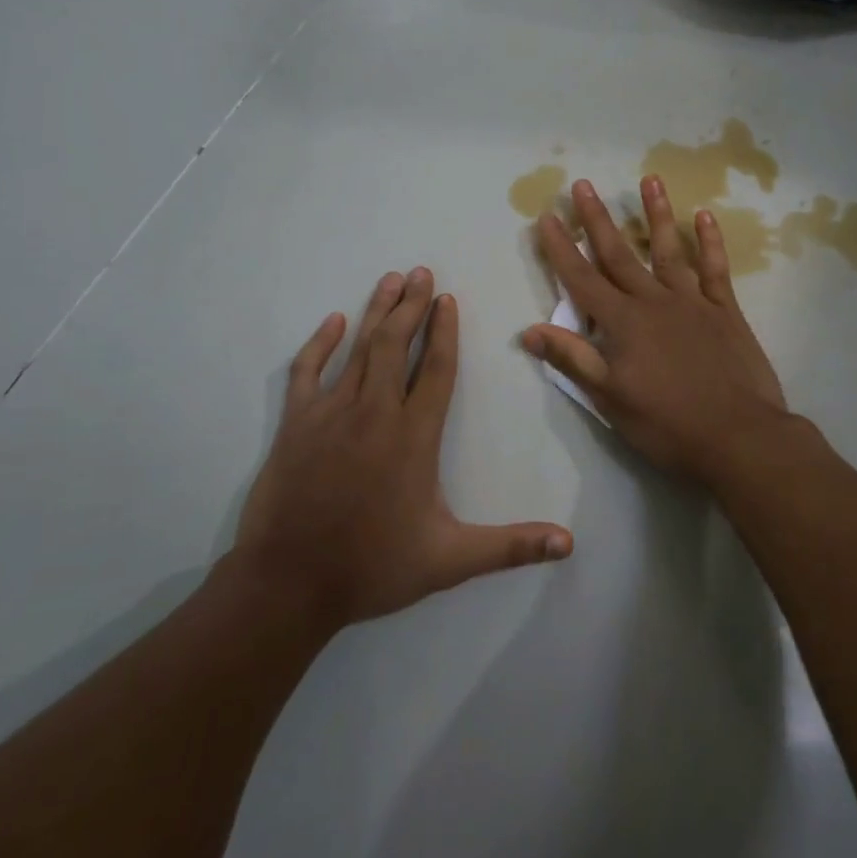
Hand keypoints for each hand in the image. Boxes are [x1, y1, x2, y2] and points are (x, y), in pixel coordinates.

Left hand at [229, 269, 573, 633]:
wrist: (288, 585)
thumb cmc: (373, 568)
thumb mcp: (449, 561)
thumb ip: (511, 547)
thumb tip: (569, 543)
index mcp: (413, 437)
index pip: (435, 370)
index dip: (443, 331)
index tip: (447, 298)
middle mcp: (374, 413)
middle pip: (395, 346)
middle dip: (411, 306)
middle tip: (422, 273)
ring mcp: (330, 414)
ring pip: (358, 349)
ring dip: (376, 312)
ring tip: (391, 280)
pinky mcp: (296, 424)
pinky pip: (307, 372)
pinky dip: (320, 344)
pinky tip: (332, 322)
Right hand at [522, 177, 792, 488]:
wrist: (739, 437)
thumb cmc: (668, 424)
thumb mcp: (610, 400)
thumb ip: (573, 360)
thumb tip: (529, 331)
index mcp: (623, 323)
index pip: (582, 279)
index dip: (562, 249)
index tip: (547, 217)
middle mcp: (654, 302)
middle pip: (619, 255)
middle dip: (597, 220)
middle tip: (583, 185)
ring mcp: (693, 302)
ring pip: (670, 250)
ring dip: (656, 215)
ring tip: (650, 180)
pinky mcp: (725, 311)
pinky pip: (715, 269)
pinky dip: (710, 242)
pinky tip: (705, 216)